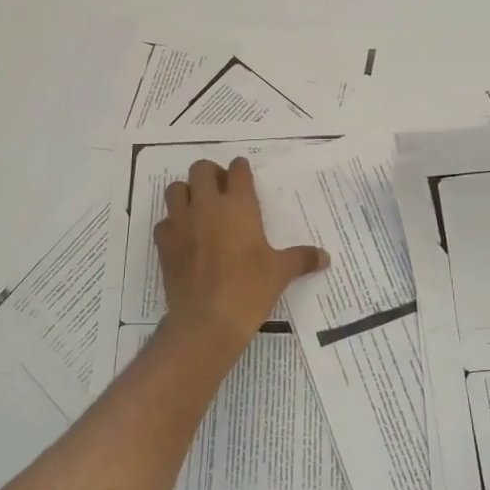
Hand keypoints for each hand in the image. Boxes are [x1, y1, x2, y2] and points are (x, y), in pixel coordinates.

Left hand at [155, 157, 328, 353]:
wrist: (207, 320)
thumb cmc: (249, 290)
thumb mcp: (280, 273)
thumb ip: (301, 259)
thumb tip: (325, 257)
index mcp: (239, 206)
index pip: (238, 170)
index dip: (241, 168)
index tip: (243, 173)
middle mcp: (207, 205)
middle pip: (201, 169)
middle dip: (211, 173)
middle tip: (220, 189)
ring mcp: (182, 222)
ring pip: (176, 189)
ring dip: (186, 192)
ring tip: (198, 207)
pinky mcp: (164, 243)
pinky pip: (165, 222)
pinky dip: (173, 224)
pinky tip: (184, 237)